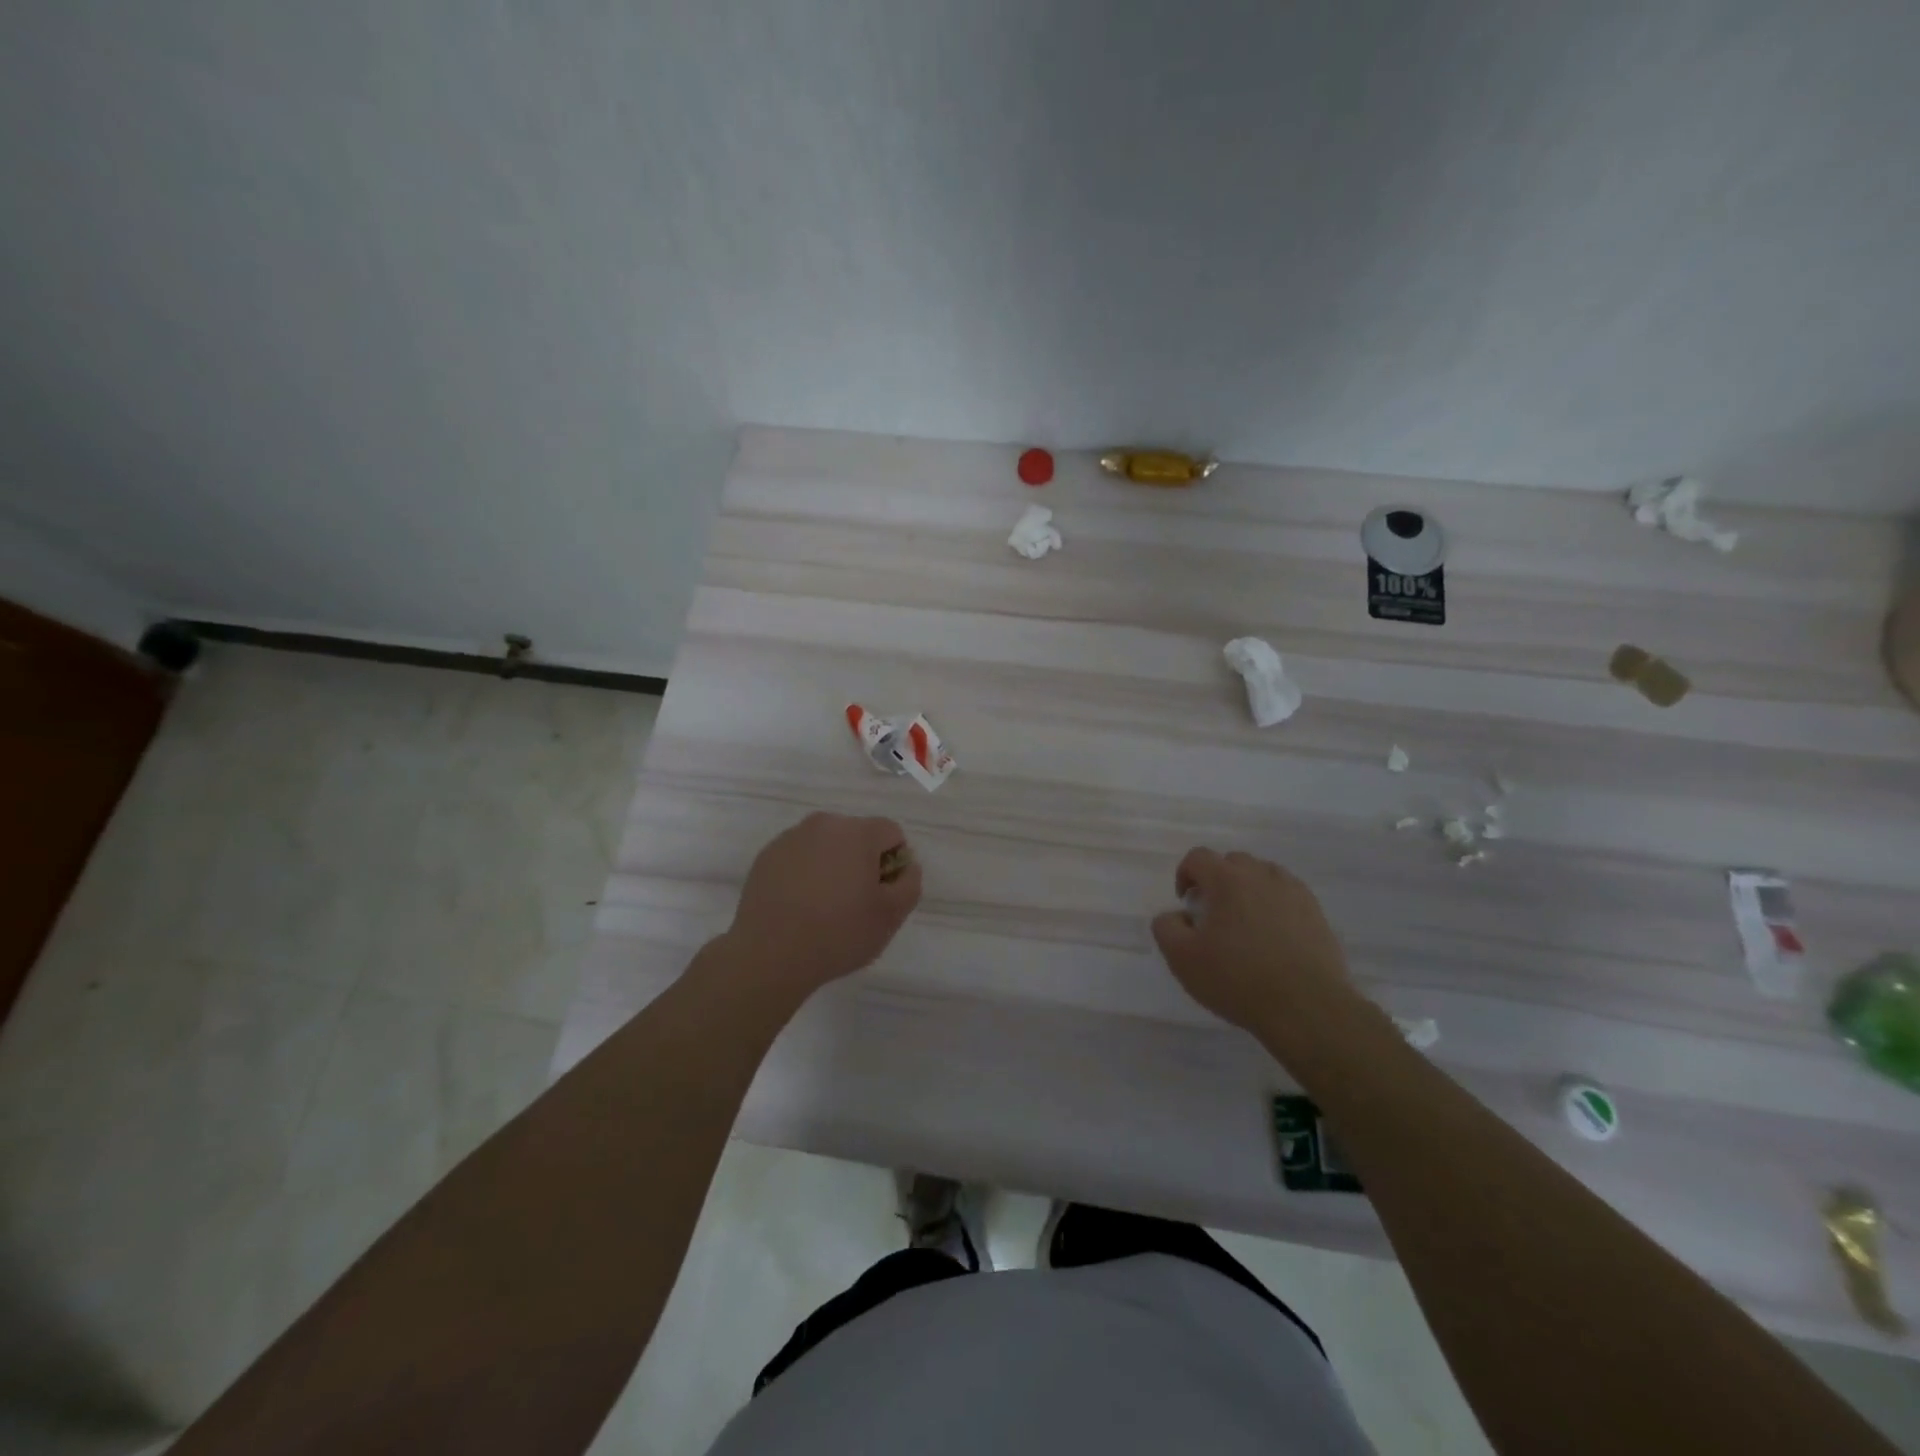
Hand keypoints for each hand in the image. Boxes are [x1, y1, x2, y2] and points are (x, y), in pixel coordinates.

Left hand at [723, 812, 922, 996]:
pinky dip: (805, 874)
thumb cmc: (838, 933)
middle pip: (857, 836)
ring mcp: (790, 838)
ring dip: (833, 866)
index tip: (881, 894)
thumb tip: (906, 866)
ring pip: (826, 846)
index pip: (891, 833)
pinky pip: (799, 857)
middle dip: (862, 862)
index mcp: (857, 832)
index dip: (894, 863)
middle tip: (854, 903)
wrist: (769, 955)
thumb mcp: (891, 916)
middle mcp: (824, 824)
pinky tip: (799, 906)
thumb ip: (910, 883)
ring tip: (823, 907)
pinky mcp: (766, 856)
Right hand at [1150, 848, 1353, 1032]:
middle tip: (1213, 915)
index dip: (1185, 875)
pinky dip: (1275, 906)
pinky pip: (1288, 896)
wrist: (1307, 1009)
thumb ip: (1166, 927)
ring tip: (1245, 925)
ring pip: (1263, 876)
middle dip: (1217, 881)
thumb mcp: (1182, 958)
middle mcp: (1262, 876)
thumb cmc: (1238, 980)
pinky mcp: (1317, 914)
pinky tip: (1273, 937)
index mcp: (1227, 879)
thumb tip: (1176, 915)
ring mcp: (1294, 892)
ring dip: (1248, 891)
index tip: (1186, 904)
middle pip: (1233, 862)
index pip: (1198, 857)